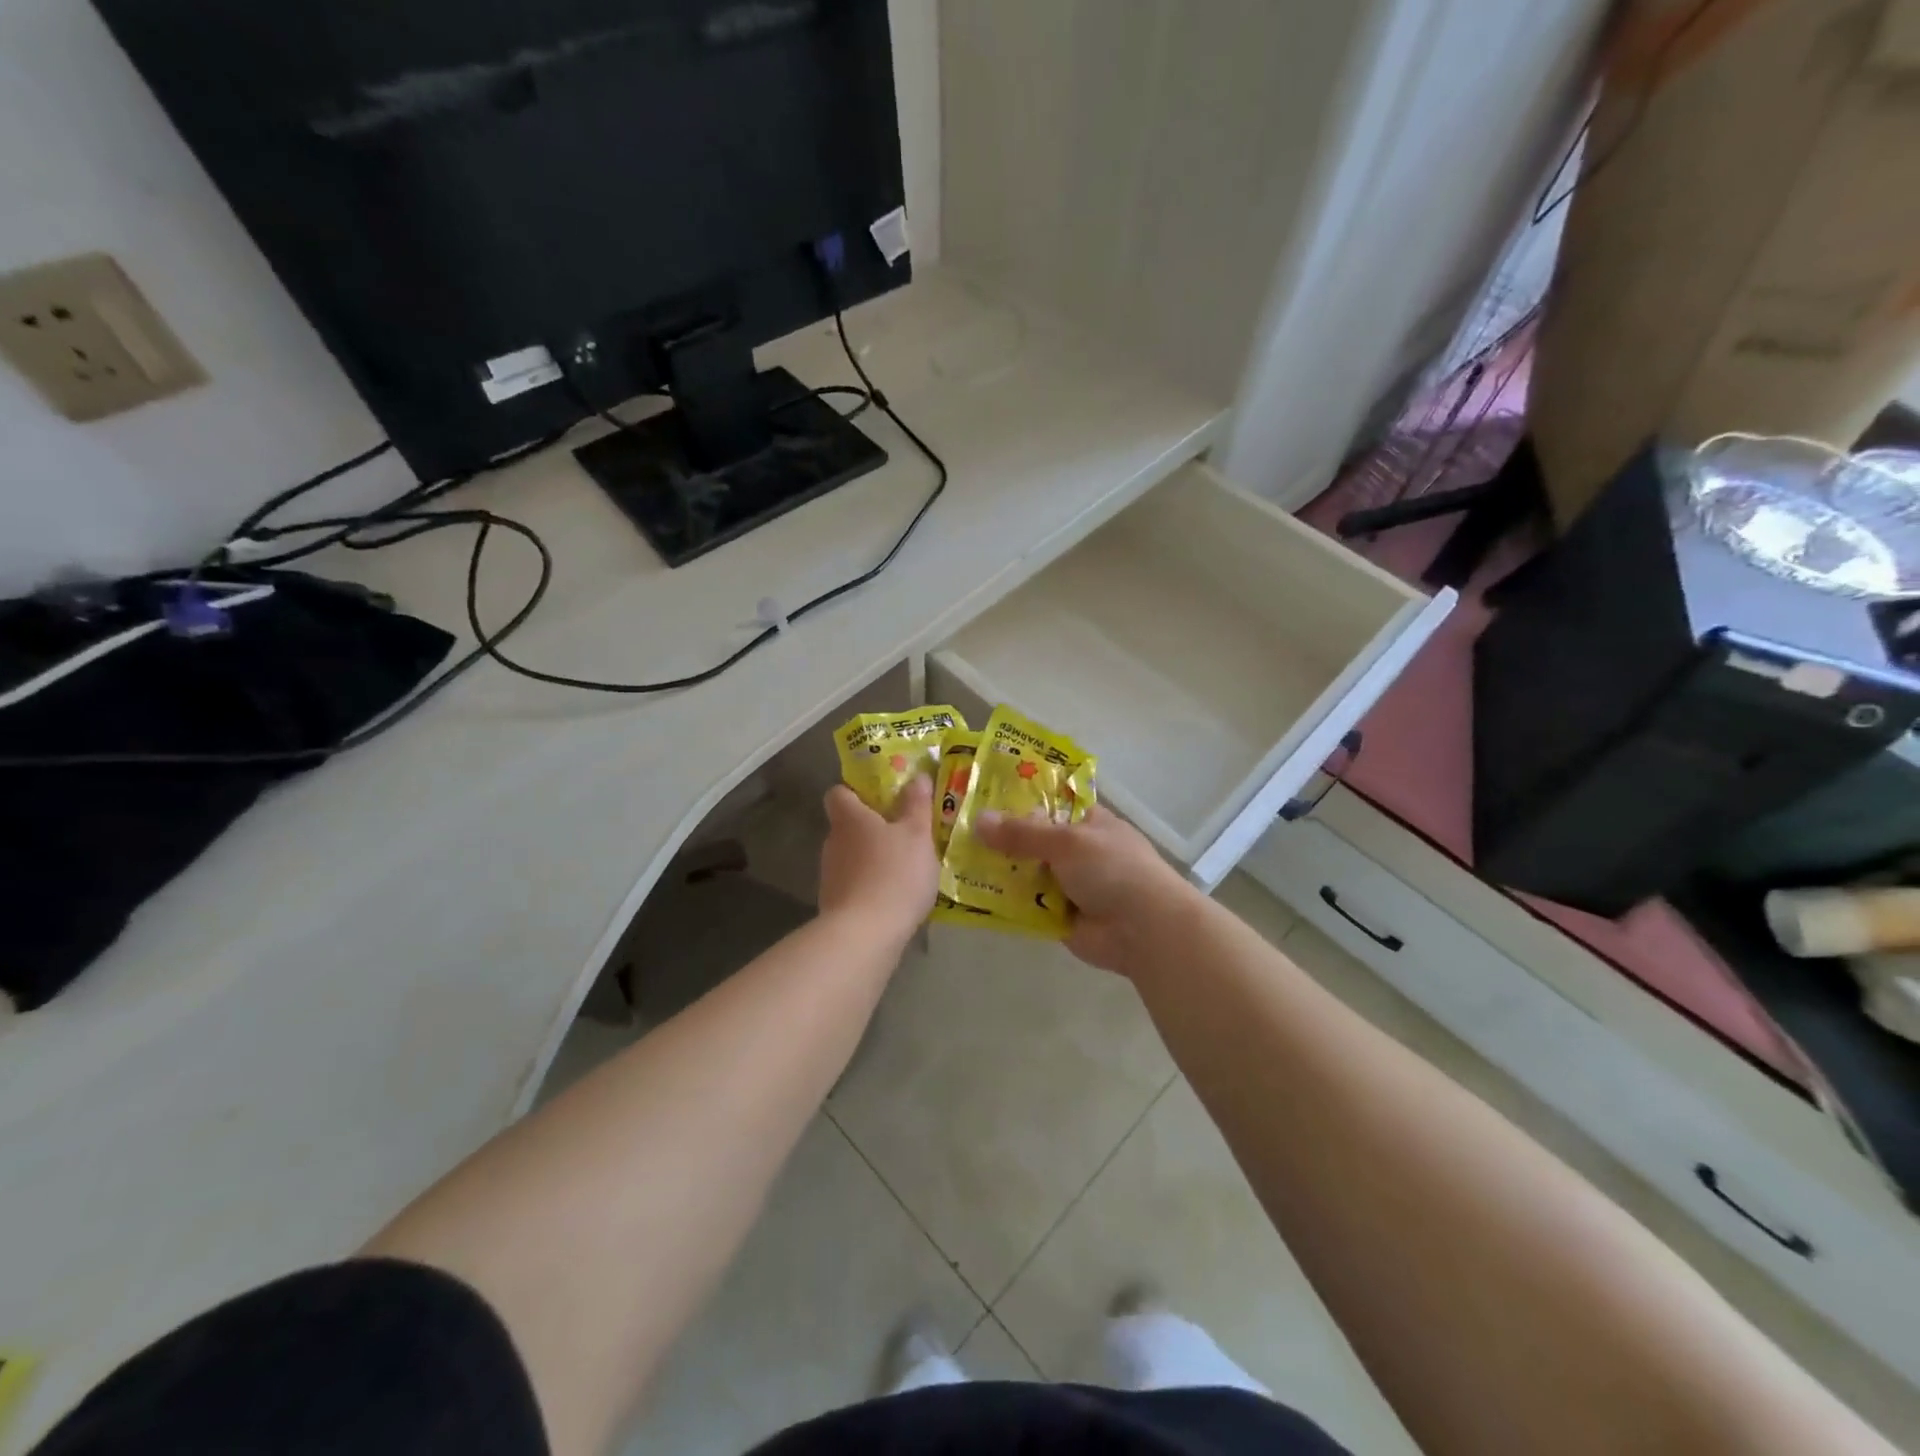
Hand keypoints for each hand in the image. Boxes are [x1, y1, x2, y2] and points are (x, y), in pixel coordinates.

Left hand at [819, 778, 939, 941]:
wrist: (865, 934)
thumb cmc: (894, 874)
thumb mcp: (918, 834)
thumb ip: (917, 804)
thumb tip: (917, 775)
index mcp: (849, 818)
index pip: (839, 792)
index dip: (857, 791)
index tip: (883, 798)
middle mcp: (833, 841)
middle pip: (848, 825)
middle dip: (872, 827)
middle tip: (905, 831)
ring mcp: (830, 874)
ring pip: (852, 856)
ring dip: (872, 858)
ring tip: (904, 867)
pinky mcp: (834, 903)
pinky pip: (854, 884)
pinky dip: (870, 885)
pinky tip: (894, 896)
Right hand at [973, 805, 1199, 975]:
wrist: (1144, 929)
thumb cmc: (1113, 869)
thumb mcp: (1067, 841)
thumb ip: (1023, 833)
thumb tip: (978, 820)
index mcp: (1087, 821)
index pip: (1048, 802)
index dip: (1017, 798)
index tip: (979, 794)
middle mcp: (1076, 850)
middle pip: (1030, 839)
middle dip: (998, 837)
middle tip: (955, 829)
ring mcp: (1066, 884)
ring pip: (1023, 872)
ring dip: (996, 869)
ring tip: (951, 859)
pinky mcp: (1056, 916)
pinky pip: (1023, 905)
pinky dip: (1002, 901)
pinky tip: (968, 894)